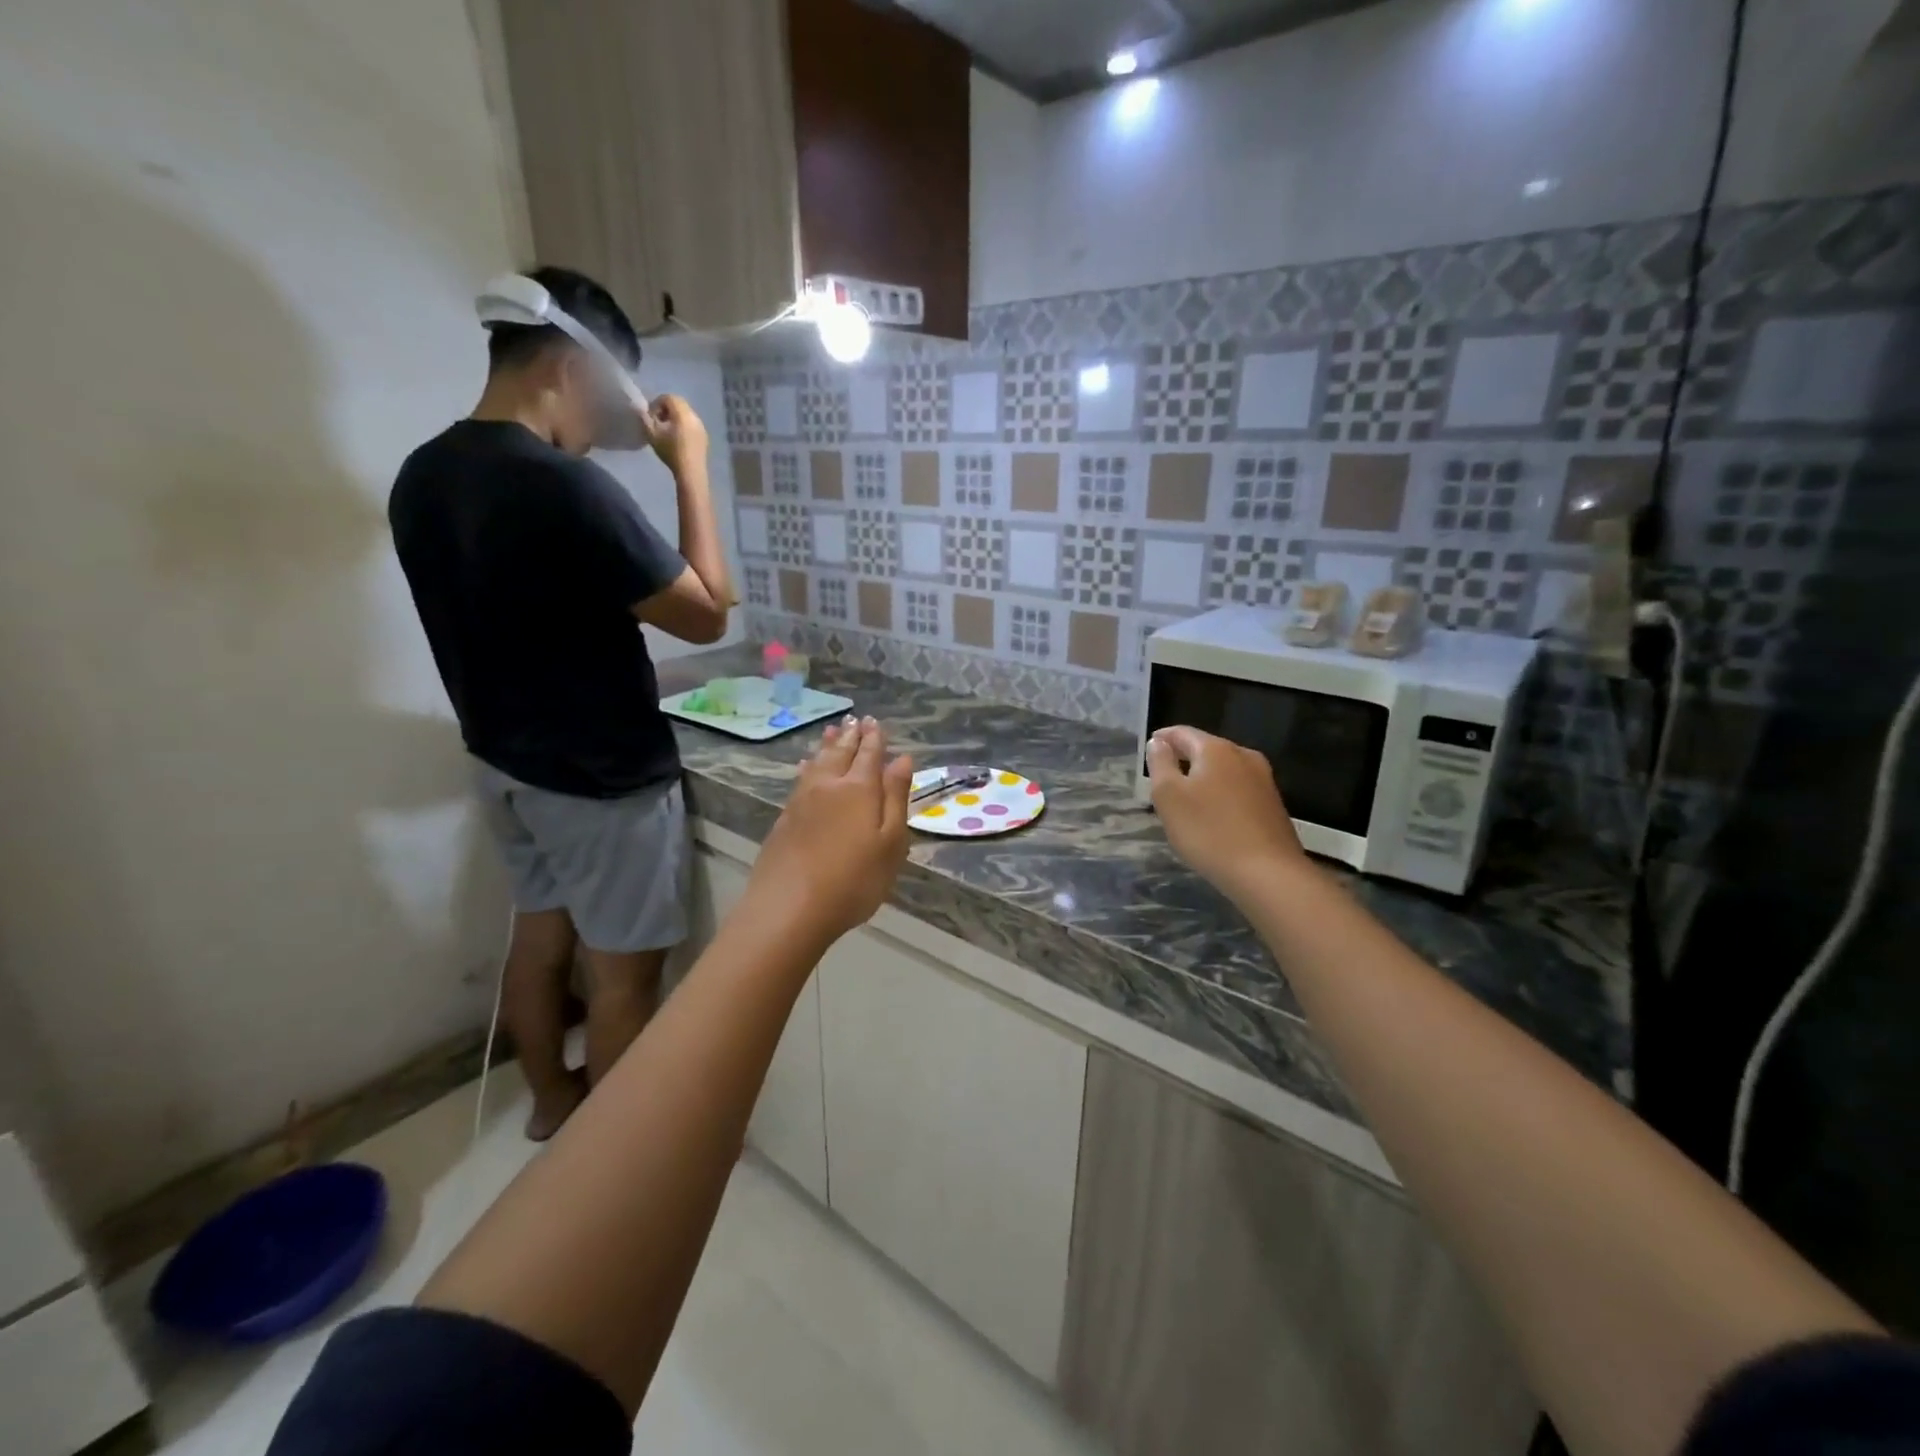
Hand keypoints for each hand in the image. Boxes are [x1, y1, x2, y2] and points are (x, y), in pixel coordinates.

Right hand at [640, 394, 709, 477]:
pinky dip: (683, 426)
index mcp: (682, 412)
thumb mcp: (652, 434)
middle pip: (678, 404)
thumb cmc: (670, 451)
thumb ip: (645, 418)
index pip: (668, 397)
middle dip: (666, 409)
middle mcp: (694, 416)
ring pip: (686, 414)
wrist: (691, 471)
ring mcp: (701, 426)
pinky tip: (678, 439)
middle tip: (658, 422)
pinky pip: (692, 424)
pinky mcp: (704, 437)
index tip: (650, 416)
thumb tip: (642, 410)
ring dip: (675, 418)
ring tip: (666, 431)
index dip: (656, 404)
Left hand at [743, 717, 914, 946]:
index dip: (874, 738)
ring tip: (831, 730)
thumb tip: (902, 760)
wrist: (790, 908)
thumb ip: (895, 798)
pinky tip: (805, 767)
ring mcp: (802, 800)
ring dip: (827, 745)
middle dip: (850, 736)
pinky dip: (807, 767)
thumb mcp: (891, 842)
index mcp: (859, 789)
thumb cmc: (854, 880)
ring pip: (817, 762)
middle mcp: (828, 785)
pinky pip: (800, 779)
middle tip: (855, 719)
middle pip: (840, 753)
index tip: (876, 722)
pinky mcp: (784, 818)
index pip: (869, 754)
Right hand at [1146, 726, 1305, 898]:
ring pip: (1225, 770)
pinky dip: (1221, 794)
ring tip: (1186, 795)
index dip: (1163, 739)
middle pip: (1206, 749)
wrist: (1268, 873)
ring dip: (1204, 777)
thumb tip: (1159, 743)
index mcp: (1216, 749)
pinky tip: (1214, 814)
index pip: (1182, 733)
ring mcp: (1264, 780)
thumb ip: (1160, 764)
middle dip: (1184, 758)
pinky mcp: (1273, 805)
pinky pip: (1239, 789)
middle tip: (1164, 773)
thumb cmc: (1208, 831)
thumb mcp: (1169, 796)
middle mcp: (1244, 756)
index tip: (1149, 748)